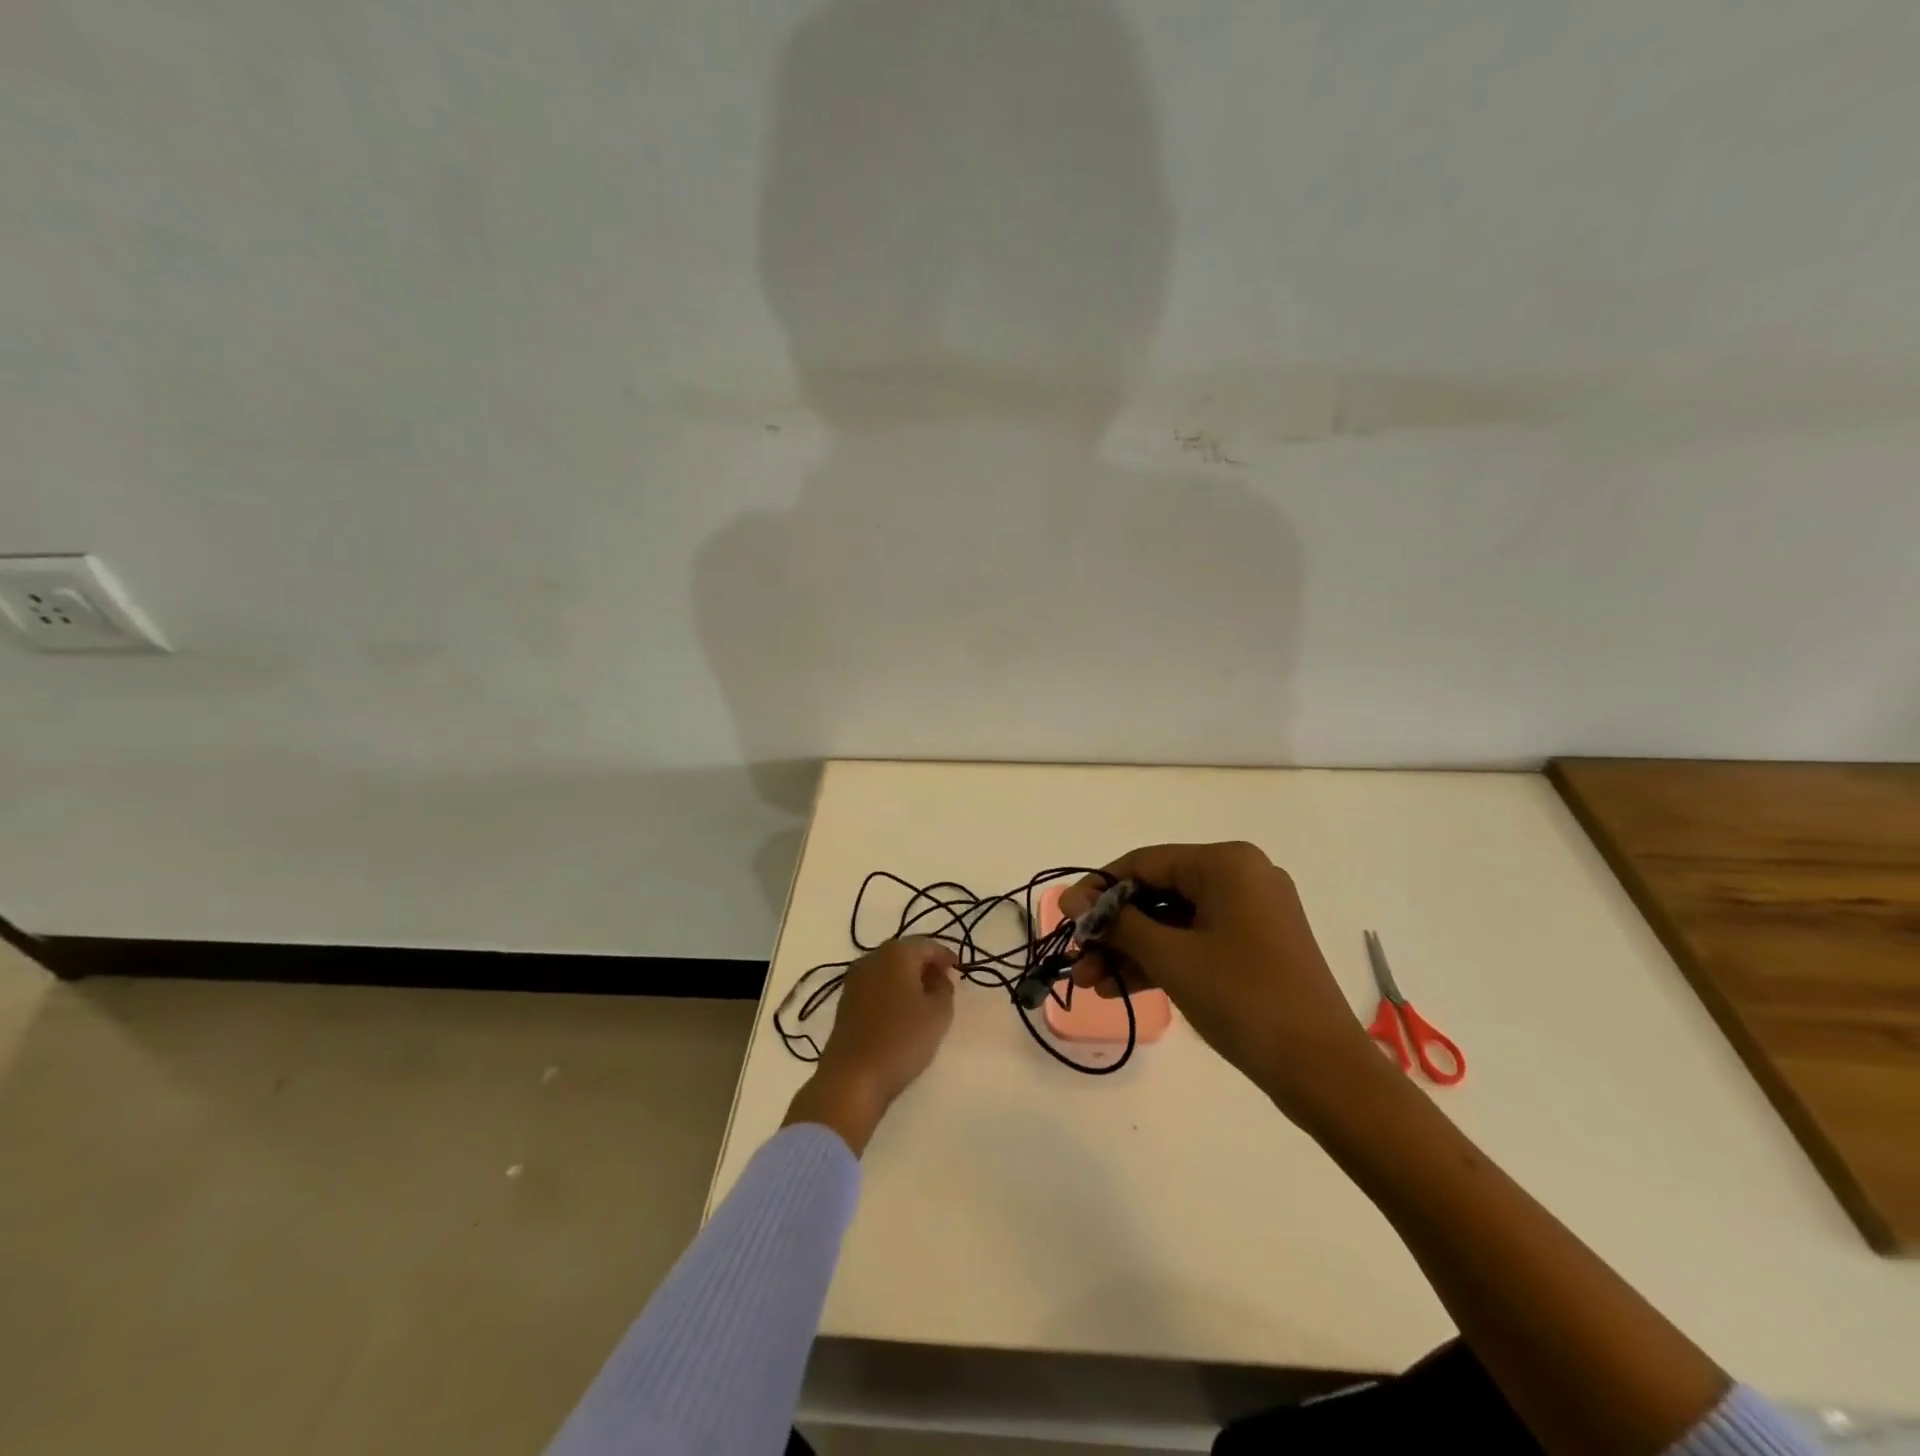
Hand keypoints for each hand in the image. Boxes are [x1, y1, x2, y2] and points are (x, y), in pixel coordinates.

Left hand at [783, 938, 956, 1153]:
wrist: (852, 1077)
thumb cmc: (902, 1039)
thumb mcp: (938, 1013)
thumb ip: (945, 987)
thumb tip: (940, 975)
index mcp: (896, 953)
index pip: (928, 945)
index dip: (946, 956)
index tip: (959, 970)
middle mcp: (872, 957)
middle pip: (905, 953)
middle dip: (925, 965)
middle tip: (943, 983)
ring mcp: (854, 979)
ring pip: (888, 969)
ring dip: (907, 978)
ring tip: (924, 1000)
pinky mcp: (845, 1001)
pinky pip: (875, 985)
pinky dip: (891, 991)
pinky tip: (901, 1012)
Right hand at [1062, 842, 1388, 1129]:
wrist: (1324, 1071)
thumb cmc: (1243, 999)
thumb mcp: (1171, 957)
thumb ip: (1118, 924)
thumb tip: (1071, 901)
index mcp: (1226, 864)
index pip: (1144, 862)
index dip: (1098, 889)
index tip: (1064, 919)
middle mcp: (1241, 877)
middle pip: (1157, 893)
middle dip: (1114, 929)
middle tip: (1077, 959)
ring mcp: (1251, 913)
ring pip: (1173, 921)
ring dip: (1131, 950)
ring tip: (1090, 982)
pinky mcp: (1254, 946)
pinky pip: (1195, 941)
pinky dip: (1162, 961)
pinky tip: (1121, 987)